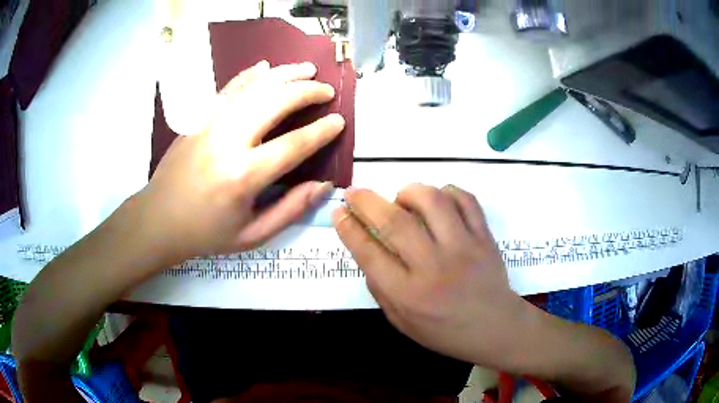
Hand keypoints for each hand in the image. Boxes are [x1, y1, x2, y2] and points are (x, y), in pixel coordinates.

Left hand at [137, 61, 344, 265]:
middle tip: (326, 90)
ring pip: (253, 87)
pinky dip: (250, 75)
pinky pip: (228, 88)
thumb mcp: (252, 235)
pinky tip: (266, 67)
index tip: (338, 121)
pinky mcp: (198, 118)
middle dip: (307, 91)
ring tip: (306, 69)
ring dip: (284, 74)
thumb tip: (323, 185)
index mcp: (243, 176)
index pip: (293, 144)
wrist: (158, 219)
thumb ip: (290, 210)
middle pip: (275, 102)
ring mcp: (209, 124)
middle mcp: (227, 142)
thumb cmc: (205, 232)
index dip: (321, 131)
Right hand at [332, 184, 526, 367]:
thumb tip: (367, 251)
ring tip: (402, 199)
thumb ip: (380, 289)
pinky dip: (447, 192)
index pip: (369, 253)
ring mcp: (464, 248)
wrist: (495, 328)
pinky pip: (466, 200)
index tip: (339, 212)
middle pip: (395, 222)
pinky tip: (438, 201)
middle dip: (366, 201)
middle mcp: (434, 267)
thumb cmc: (445, 332)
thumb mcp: (402, 322)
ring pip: (432, 201)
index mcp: (408, 295)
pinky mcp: (484, 237)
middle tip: (354, 193)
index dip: (348, 228)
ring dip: (409, 192)